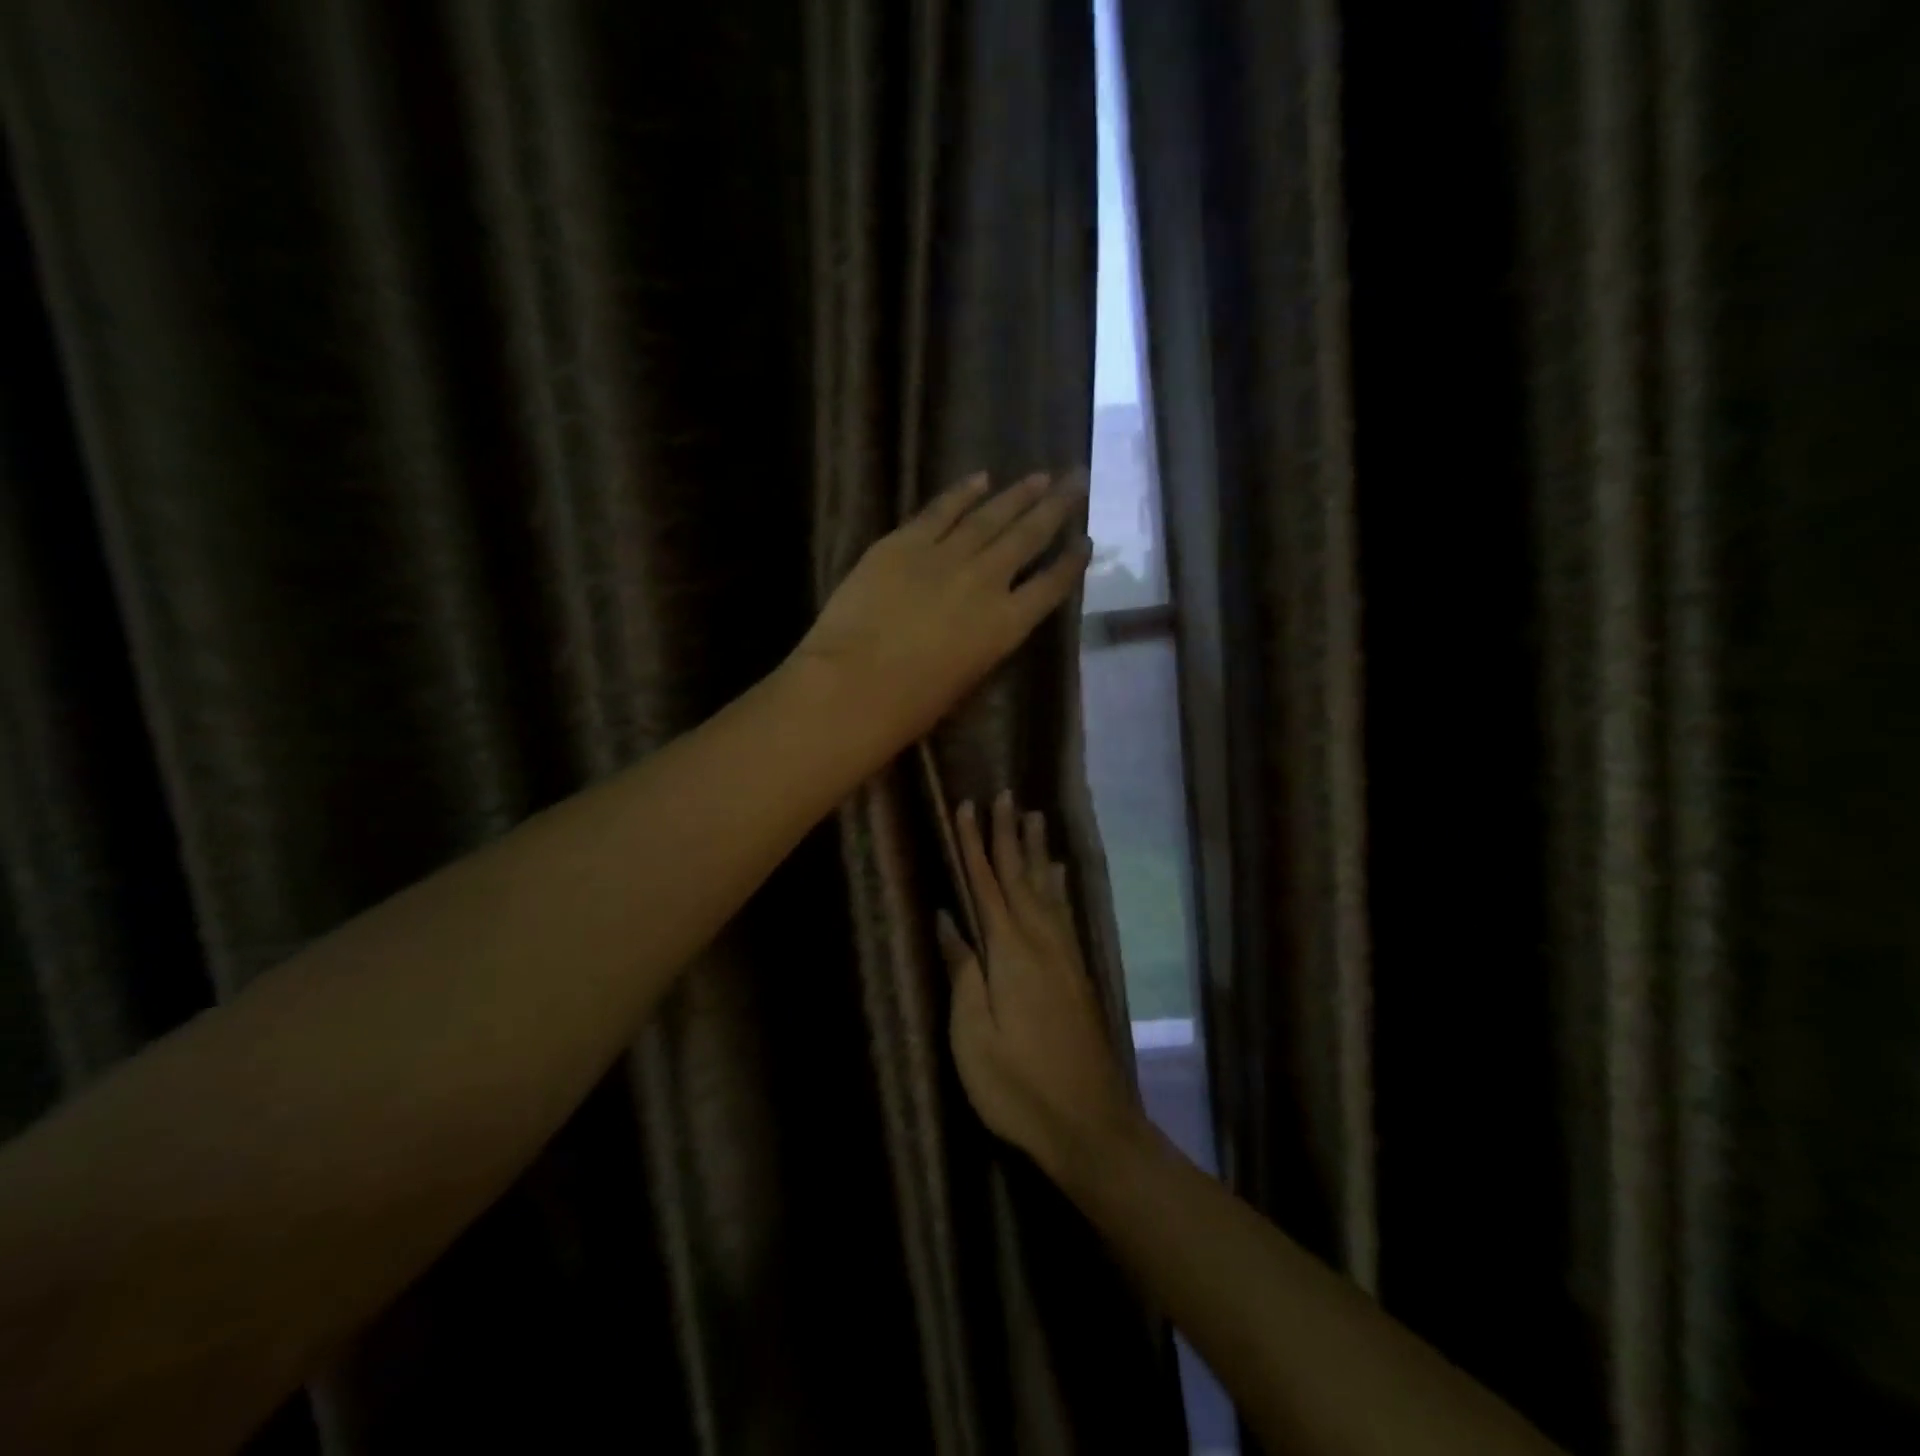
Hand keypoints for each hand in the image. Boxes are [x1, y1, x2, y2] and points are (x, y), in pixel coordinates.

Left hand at [792, 472, 1091, 751]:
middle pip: (1028, 537)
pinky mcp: (904, 543)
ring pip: (990, 516)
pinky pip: (940, 510)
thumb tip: (986, 621)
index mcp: (1005, 625)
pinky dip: (962, 492)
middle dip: (1056, 508)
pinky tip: (981, 478)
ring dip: (1018, 494)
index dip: (1071, 563)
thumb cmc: (911, 705)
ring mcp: (945, 556)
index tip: (1085, 542)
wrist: (855, 684)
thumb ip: (984, 642)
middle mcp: (986, 581)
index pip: (1051, 587)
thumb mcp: (966, 680)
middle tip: (1078, 480)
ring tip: (1041, 476)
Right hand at [937, 791, 1144, 1179]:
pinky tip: (1059, 874)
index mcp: (1010, 951)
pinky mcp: (1077, 972)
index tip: (966, 806)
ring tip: (1034, 816)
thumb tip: (947, 918)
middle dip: (1008, 834)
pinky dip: (1058, 884)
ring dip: (1036, 850)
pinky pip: (1064, 911)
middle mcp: (1041, 940)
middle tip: (1004, 794)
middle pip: (1020, 876)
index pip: (985, 884)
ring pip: (1046, 888)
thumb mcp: (973, 1034)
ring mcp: (1064, 955)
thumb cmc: (1018, 1084)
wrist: (1089, 1122)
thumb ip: (963, 971)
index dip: (973, 844)